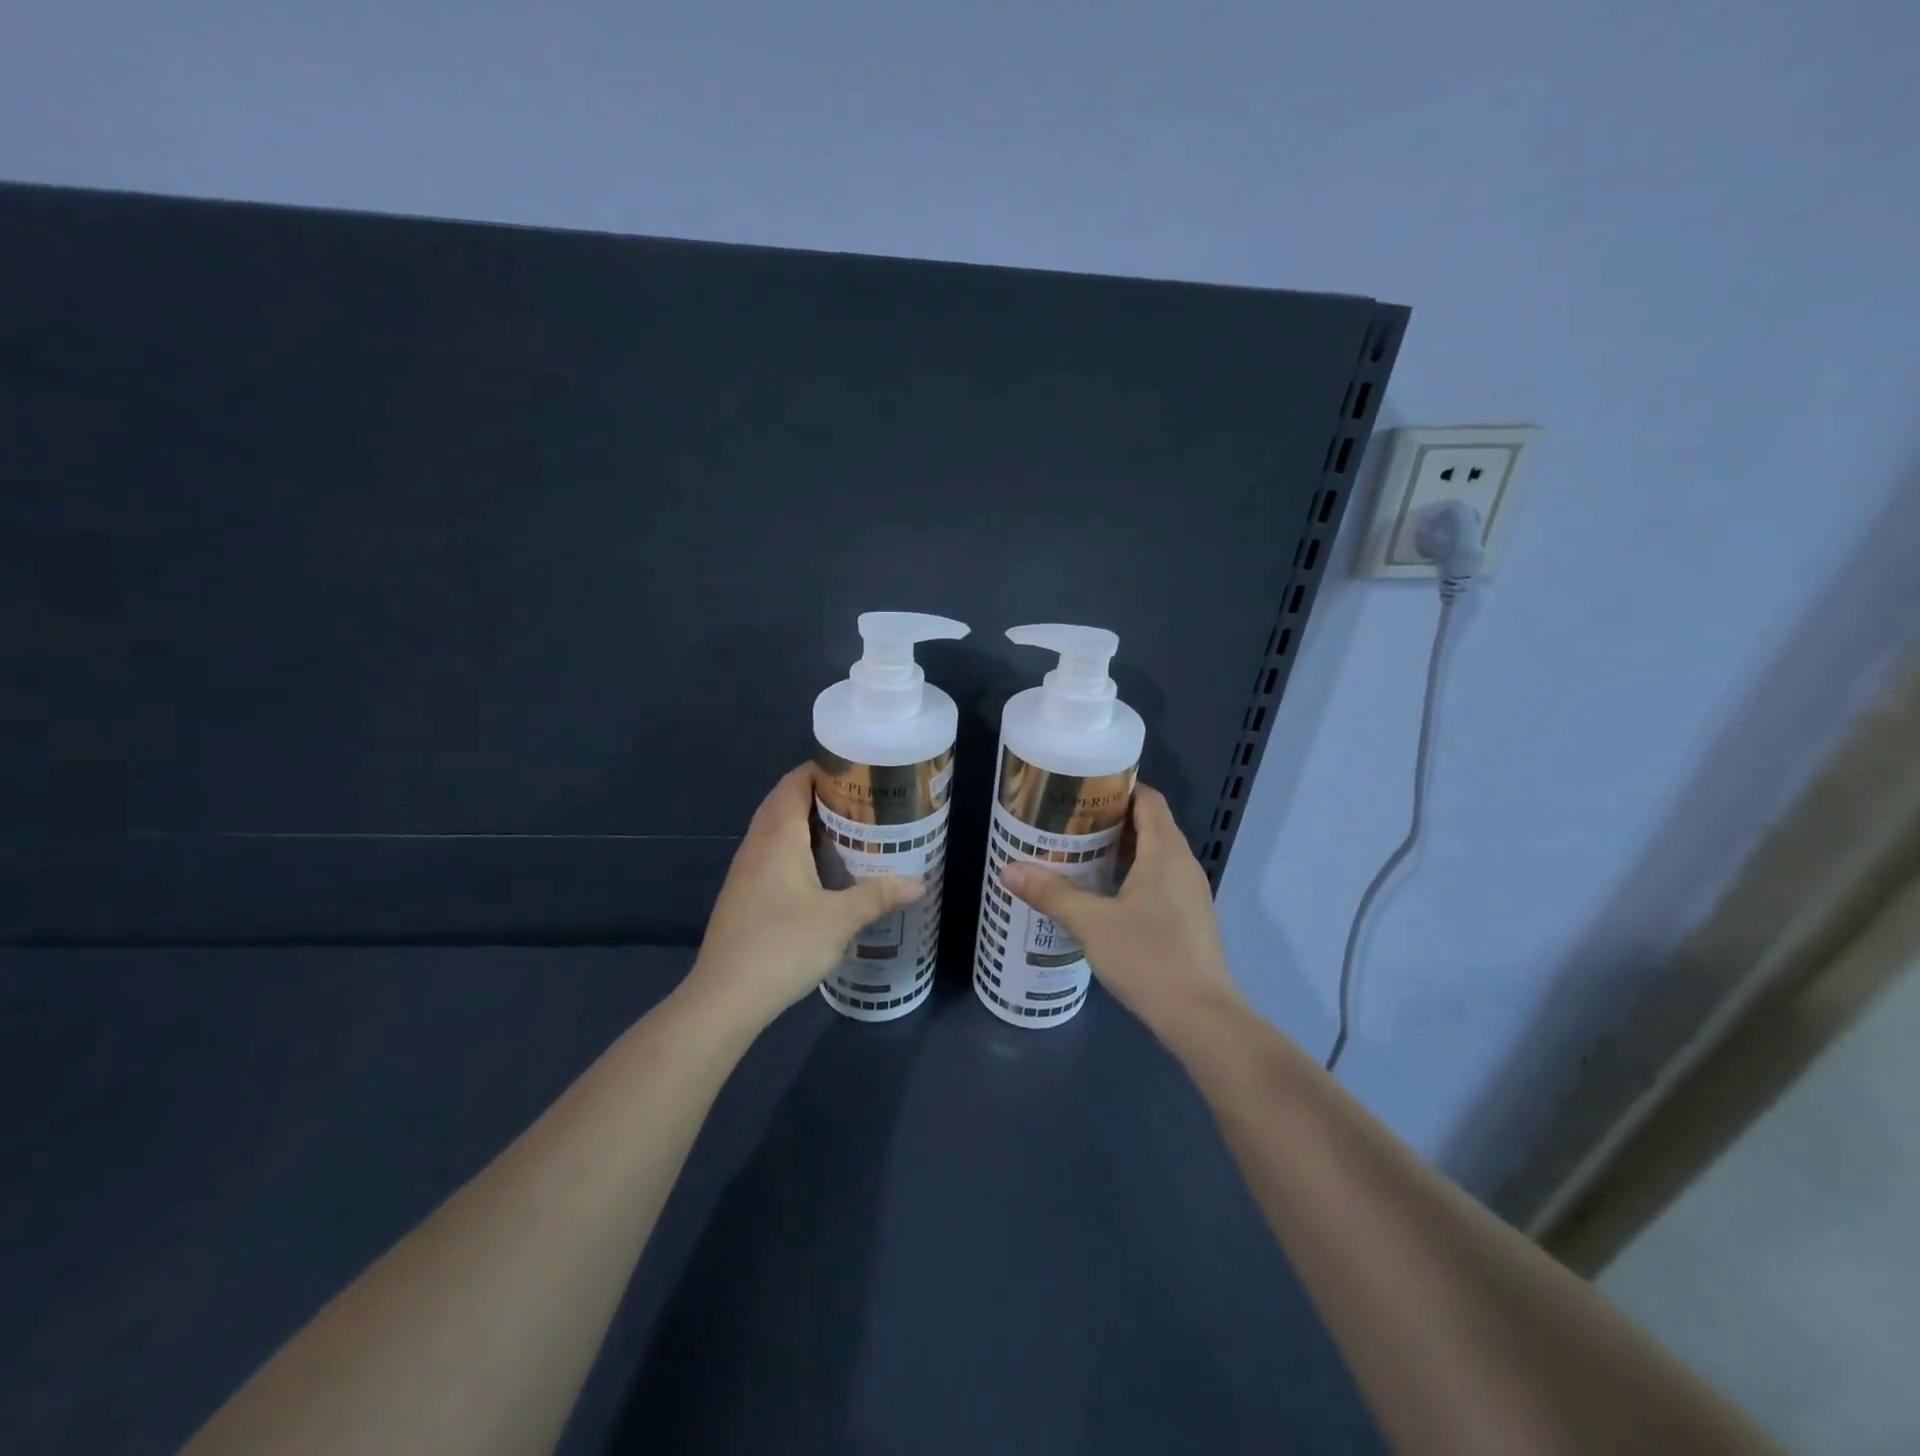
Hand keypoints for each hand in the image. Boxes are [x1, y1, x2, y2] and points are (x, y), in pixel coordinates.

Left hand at [684, 764, 924, 1029]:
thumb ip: (878, 896)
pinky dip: (797, 848)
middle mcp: (757, 845)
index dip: (823, 770)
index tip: (858, 772)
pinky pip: (772, 854)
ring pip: (776, 831)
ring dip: (808, 824)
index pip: (794, 783)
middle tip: (862, 802)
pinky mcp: (744, 895)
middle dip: (820, 796)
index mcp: (777, 837)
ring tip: (849, 831)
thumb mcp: (839, 920)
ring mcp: (745, 871)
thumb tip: (919, 884)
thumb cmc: (783, 946)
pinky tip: (822, 871)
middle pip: (785, 802)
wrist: (725, 997)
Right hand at [1000, 784, 1243, 1037]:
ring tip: (1078, 853)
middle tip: (1068, 822)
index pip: (1148, 800)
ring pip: (1155, 855)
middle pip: (1150, 825)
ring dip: (1120, 849)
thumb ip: (1051, 894)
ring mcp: (1190, 894)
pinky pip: (1159, 880)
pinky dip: (1132, 874)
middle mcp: (1183, 865)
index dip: (1119, 787)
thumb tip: (1009, 869)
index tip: (1082, 789)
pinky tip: (1102, 894)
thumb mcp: (1092, 924)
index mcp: (1165, 852)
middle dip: (1111, 819)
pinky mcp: (1188, 919)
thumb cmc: (1148, 957)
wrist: (1201, 1018)